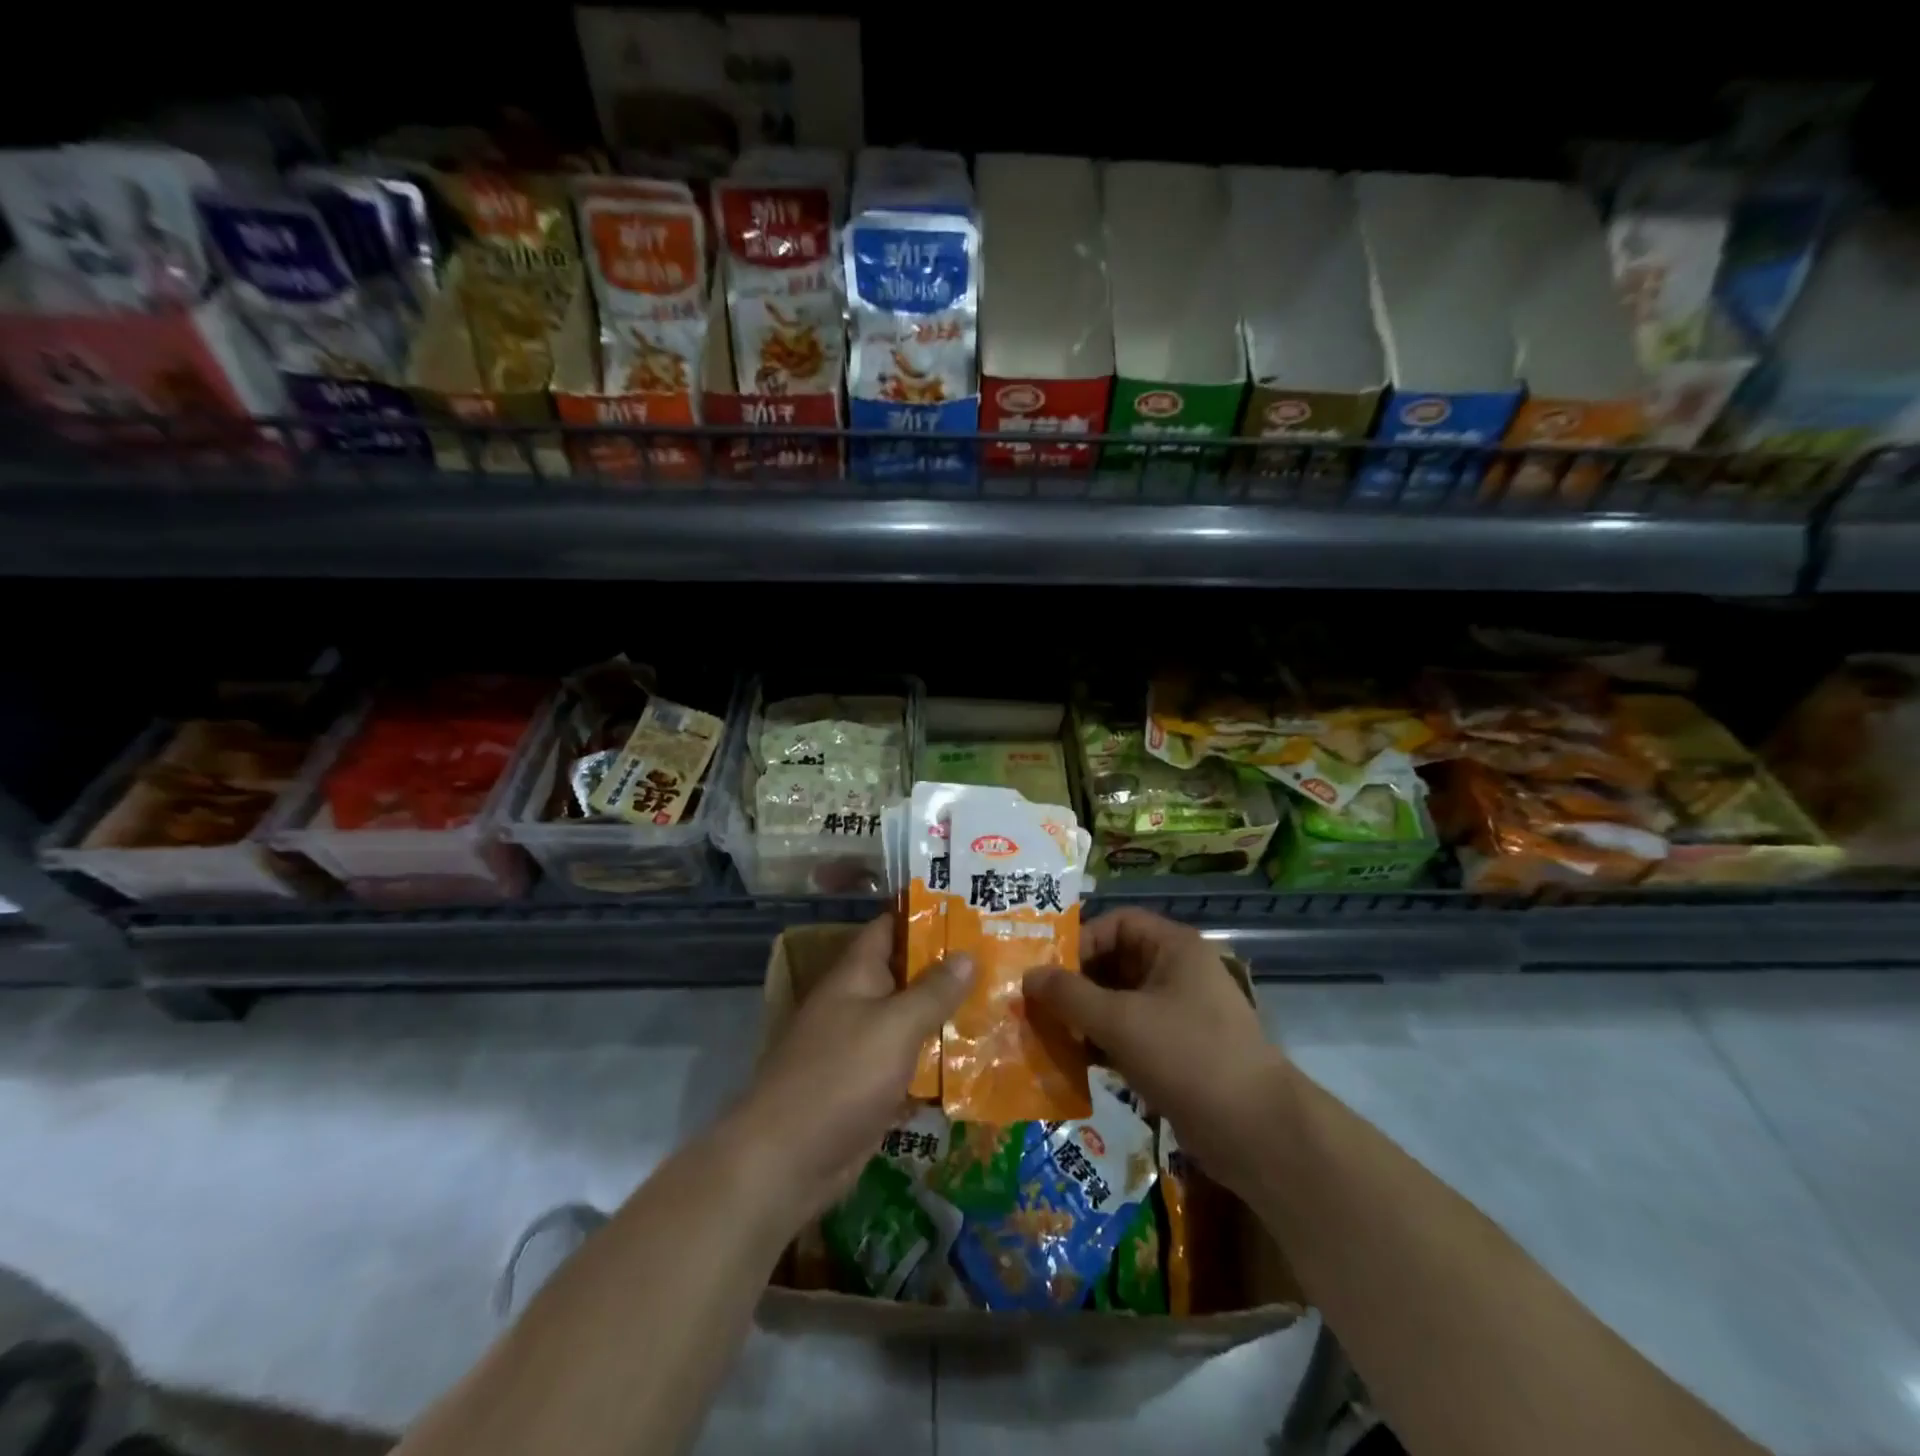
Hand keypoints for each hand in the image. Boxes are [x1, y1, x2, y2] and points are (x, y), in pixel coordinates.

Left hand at [730, 914, 971, 1227]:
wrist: (788, 1160)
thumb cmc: (841, 1077)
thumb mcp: (895, 1026)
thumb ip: (933, 990)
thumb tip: (967, 954)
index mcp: (856, 974)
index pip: (891, 927)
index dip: (926, 915)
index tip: (970, 909)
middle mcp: (859, 1002)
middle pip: (908, 973)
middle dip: (950, 967)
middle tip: (1002, 956)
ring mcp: (864, 1045)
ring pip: (913, 1019)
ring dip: (949, 1014)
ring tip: (1003, 1001)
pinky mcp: (872, 1085)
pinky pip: (911, 1061)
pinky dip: (939, 1058)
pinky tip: (980, 1058)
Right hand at [1023, 908, 1288, 1199]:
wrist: (1259, 1134)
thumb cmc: (1187, 1057)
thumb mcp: (1120, 1021)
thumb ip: (1069, 995)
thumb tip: (1028, 975)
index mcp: (1174, 948)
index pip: (1117, 923)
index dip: (1081, 941)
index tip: (1048, 971)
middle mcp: (1177, 973)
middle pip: (1115, 963)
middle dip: (1076, 984)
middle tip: (1036, 1005)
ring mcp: (1179, 1015)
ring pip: (1120, 1002)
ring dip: (1085, 1017)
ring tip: (1048, 1035)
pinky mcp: (1178, 1054)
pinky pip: (1130, 1036)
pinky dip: (1102, 1044)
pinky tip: (1074, 1063)